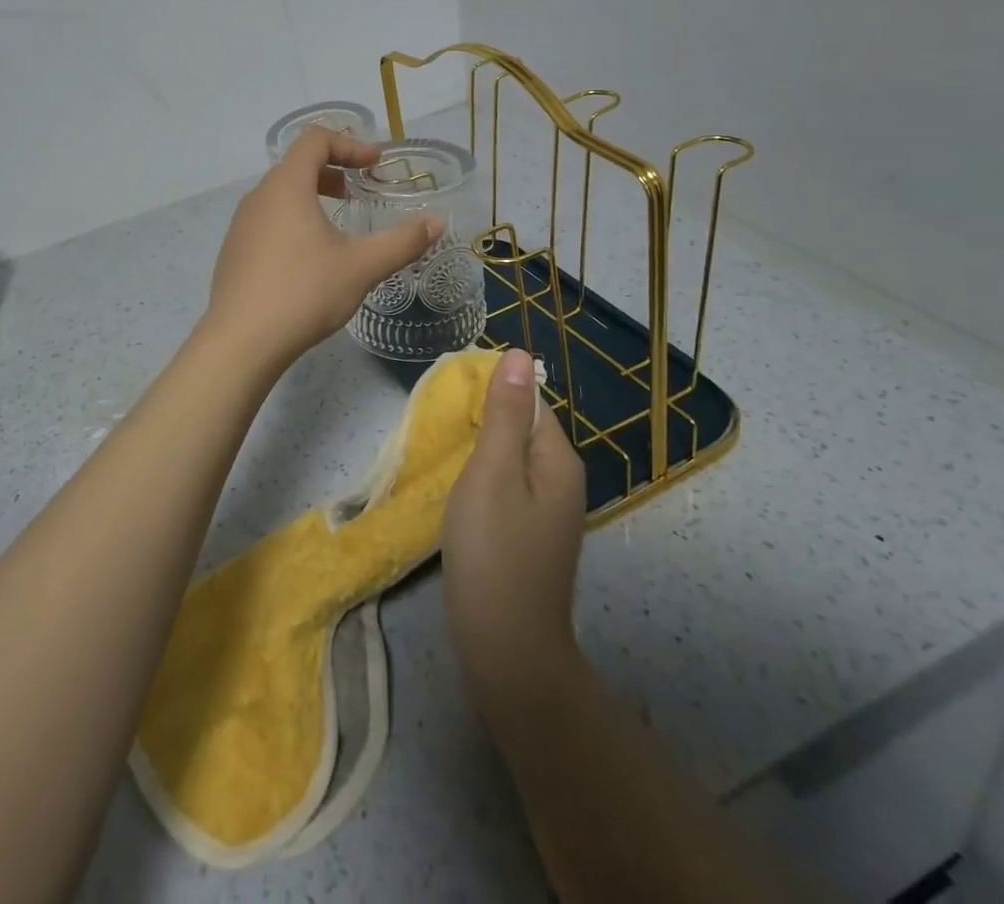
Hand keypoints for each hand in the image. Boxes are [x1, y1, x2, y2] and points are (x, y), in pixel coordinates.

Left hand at [201, 124, 441, 372]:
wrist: (241, 342)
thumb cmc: (304, 293)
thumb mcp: (361, 267)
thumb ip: (402, 241)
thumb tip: (436, 223)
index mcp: (286, 186)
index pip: (315, 139)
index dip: (349, 143)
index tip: (375, 163)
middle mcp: (258, 197)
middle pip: (296, 165)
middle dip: (332, 170)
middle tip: (358, 191)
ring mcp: (240, 225)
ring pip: (279, 195)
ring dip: (311, 196)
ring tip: (336, 225)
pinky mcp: (234, 252)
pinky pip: (266, 221)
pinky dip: (292, 221)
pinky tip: (307, 259)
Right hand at [443, 349, 586, 697]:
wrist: (506, 649)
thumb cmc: (493, 552)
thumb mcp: (491, 472)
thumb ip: (503, 414)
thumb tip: (518, 354)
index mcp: (558, 460)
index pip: (531, 401)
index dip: (493, 393)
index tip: (452, 398)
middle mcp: (562, 482)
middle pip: (523, 429)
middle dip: (485, 421)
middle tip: (441, 424)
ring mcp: (548, 513)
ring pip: (512, 460)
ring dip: (481, 451)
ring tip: (444, 453)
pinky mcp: (530, 537)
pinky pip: (508, 488)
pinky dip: (483, 480)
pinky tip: (459, 491)